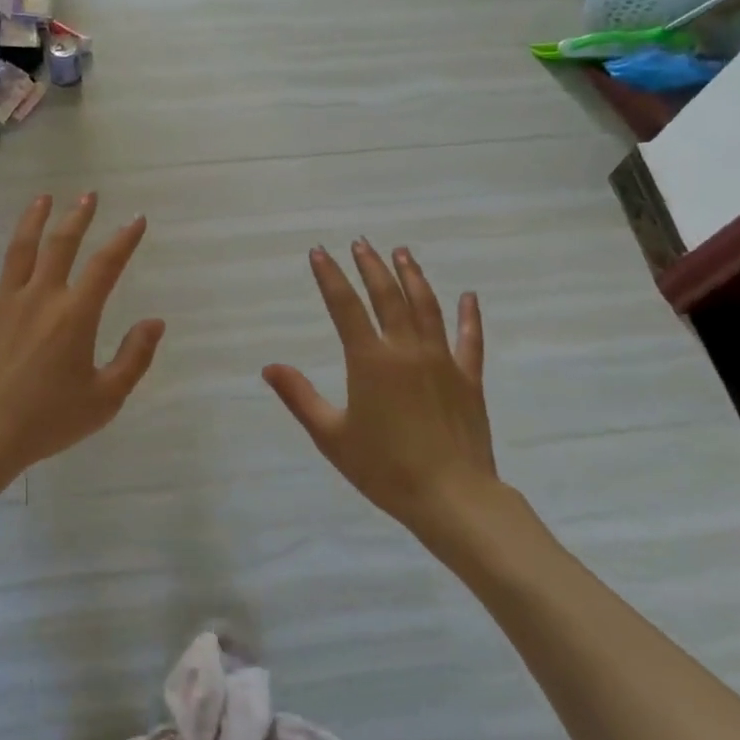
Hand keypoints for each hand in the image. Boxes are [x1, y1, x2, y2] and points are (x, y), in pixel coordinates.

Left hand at [0, 193, 164, 484]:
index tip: (136, 219)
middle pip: (62, 244)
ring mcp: (3, 301)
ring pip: (21, 248)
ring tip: (43, 198)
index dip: (124, 239)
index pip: (106, 265)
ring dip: (34, 219)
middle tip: (88, 195)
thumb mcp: (105, 399)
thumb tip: (155, 322)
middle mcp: (41, 296)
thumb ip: (134, 358)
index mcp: (75, 315)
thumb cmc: (46, 421)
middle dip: (78, 216)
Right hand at [263, 240, 500, 539]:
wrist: (452, 496)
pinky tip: (469, 296)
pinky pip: (470, 339)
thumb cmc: (385, 468)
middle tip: (360, 243)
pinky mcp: (469, 377)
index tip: (319, 252)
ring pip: (426, 306)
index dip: (330, 277)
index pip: (344, 307)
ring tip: (402, 252)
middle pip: (387, 296)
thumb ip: (300, 397)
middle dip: (371, 266)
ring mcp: (442, 360)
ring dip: (413, 276)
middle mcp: (406, 349)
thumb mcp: (331, 436)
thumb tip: (269, 367)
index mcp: (370, 361)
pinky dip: (469, 315)